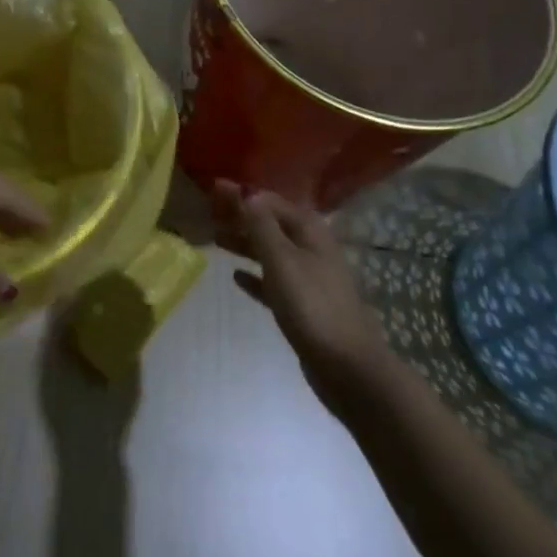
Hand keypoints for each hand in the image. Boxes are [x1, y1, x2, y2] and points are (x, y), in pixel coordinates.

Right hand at [214, 182, 389, 397]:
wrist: (347, 367)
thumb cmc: (311, 304)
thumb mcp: (281, 258)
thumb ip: (260, 224)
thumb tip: (245, 190)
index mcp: (308, 230)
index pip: (269, 201)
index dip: (241, 195)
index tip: (212, 190)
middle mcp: (310, 247)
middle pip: (270, 224)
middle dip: (241, 217)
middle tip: (208, 214)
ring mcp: (308, 277)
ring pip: (270, 251)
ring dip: (244, 244)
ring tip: (216, 239)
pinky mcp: (303, 305)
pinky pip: (273, 281)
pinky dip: (255, 275)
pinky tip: (236, 277)